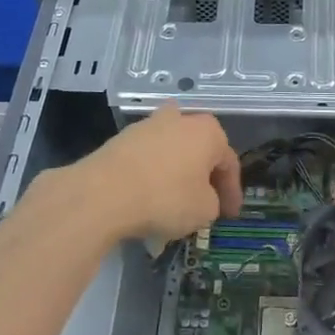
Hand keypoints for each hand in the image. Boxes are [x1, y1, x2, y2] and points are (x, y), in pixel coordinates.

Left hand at [69, 104, 241, 242]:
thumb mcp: (204, 211)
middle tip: (204, 202)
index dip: (232, 192)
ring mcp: (147, 125)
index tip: (229, 215)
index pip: (228, 163)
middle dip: (203, 174)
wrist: (103, 193)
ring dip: (176, 171)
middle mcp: (180, 119)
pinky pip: (146, 158)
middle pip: (199, 149)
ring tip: (173, 201)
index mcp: (208, 131)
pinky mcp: (120, 139)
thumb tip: (204, 199)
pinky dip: (151, 174)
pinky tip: (148, 198)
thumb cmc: (166, 198)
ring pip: (171, 150)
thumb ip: (213, 203)